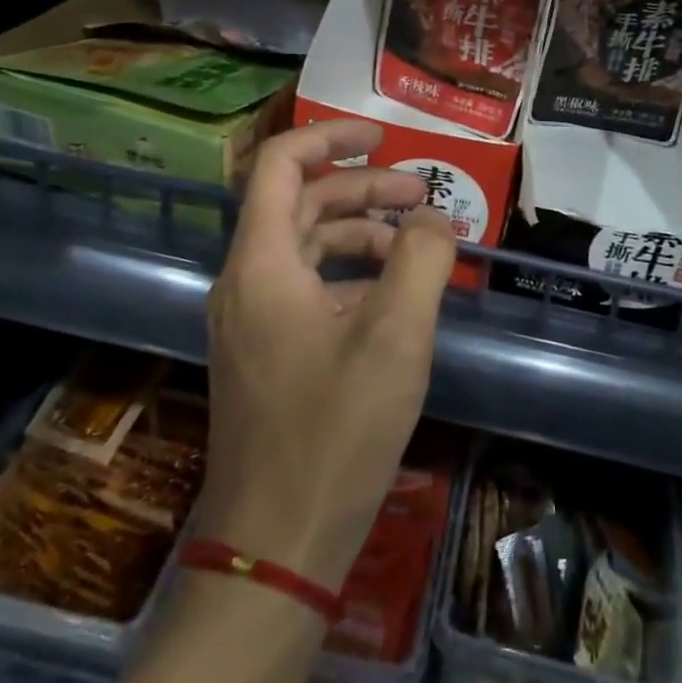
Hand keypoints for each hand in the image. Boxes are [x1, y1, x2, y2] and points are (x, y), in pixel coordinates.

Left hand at [192, 119, 457, 594]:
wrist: (276, 546)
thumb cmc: (335, 432)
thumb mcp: (395, 338)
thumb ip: (421, 261)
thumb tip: (436, 219)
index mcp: (261, 264)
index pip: (281, 165)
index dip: (330, 137)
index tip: (383, 136)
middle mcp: (245, 282)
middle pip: (300, 202)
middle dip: (362, 188)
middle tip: (422, 195)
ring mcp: (251, 320)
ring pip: (305, 246)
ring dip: (360, 232)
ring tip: (419, 245)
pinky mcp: (265, 352)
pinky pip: (306, 288)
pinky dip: (349, 276)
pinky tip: (394, 296)